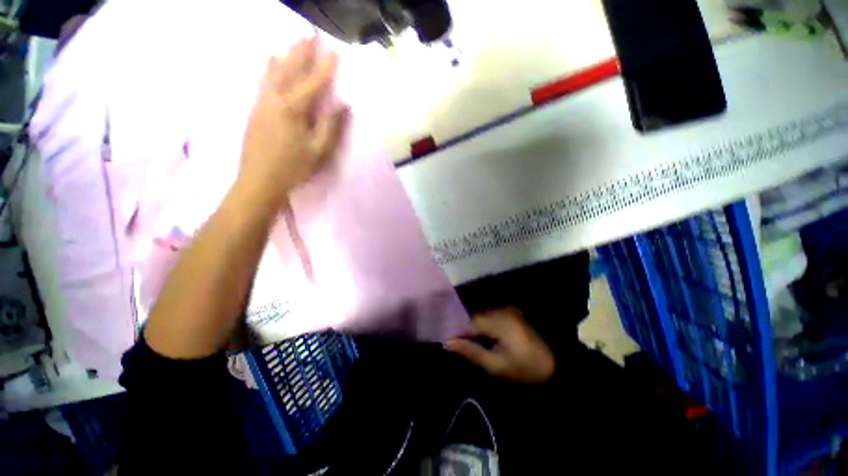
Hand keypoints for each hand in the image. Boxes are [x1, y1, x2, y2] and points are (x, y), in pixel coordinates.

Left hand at [238, 34, 349, 208]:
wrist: (259, 181)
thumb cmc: (293, 168)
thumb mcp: (319, 151)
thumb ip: (331, 126)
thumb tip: (342, 105)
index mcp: (293, 109)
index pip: (313, 82)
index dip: (325, 68)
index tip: (335, 52)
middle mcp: (274, 99)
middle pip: (290, 69)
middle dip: (301, 52)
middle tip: (310, 36)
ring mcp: (261, 103)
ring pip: (273, 72)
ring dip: (285, 56)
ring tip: (292, 43)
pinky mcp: (254, 110)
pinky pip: (263, 81)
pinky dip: (269, 68)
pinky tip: (270, 62)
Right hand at [446, 308, 555, 383]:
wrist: (558, 368)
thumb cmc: (525, 370)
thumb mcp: (495, 365)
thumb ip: (470, 351)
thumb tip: (448, 343)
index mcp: (498, 320)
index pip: (469, 323)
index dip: (457, 333)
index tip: (446, 342)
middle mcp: (501, 310)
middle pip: (475, 318)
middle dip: (465, 331)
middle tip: (455, 344)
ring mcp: (508, 311)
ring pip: (483, 317)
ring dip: (474, 329)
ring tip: (467, 342)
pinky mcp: (512, 315)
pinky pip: (492, 318)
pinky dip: (485, 327)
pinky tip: (483, 338)